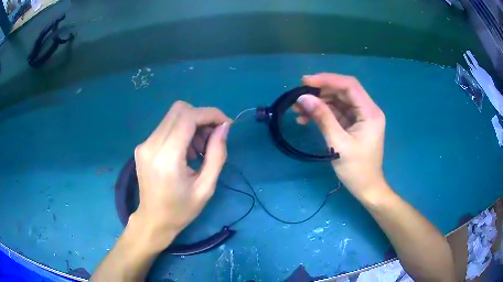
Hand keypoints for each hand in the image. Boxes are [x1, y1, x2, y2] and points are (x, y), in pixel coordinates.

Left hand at [131, 101, 230, 250]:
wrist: (153, 220)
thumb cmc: (181, 209)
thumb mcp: (206, 187)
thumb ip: (217, 154)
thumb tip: (224, 127)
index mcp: (167, 157)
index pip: (188, 117)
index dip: (210, 114)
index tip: (225, 124)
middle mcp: (151, 145)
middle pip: (179, 110)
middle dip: (201, 117)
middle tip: (212, 138)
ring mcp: (144, 144)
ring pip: (172, 117)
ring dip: (191, 125)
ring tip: (199, 150)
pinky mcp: (142, 146)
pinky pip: (165, 127)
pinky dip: (181, 132)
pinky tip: (186, 153)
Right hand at [295, 73, 386, 199]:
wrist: (366, 188)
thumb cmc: (356, 169)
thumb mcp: (338, 143)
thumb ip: (322, 118)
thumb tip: (303, 98)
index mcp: (370, 112)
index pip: (349, 85)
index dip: (327, 79)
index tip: (305, 82)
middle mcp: (367, 110)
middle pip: (342, 91)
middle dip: (320, 92)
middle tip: (298, 98)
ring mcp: (360, 117)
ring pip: (337, 101)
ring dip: (318, 103)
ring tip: (298, 111)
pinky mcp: (353, 124)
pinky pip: (336, 112)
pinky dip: (322, 113)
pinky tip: (306, 119)